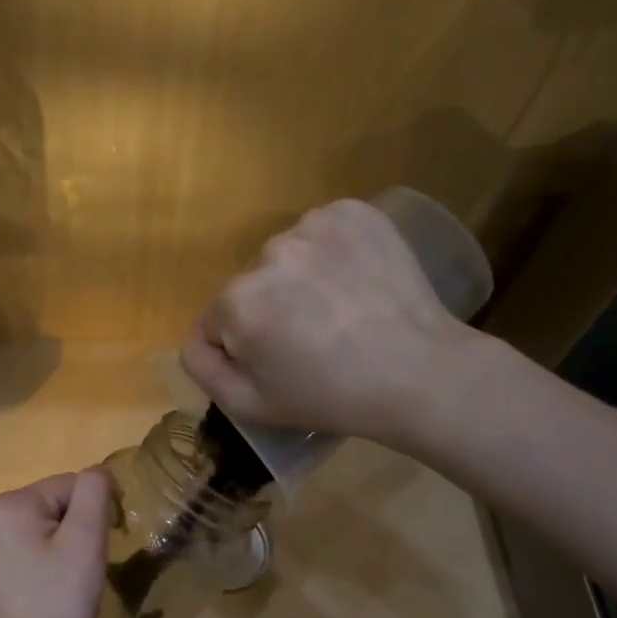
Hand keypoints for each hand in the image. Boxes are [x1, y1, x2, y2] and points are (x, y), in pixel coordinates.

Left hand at [0, 469, 112, 617]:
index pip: (69, 486)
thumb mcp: (87, 540)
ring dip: (53, 544)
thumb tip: (97, 474)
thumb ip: (94, 491)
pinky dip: (33, 562)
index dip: (93, 513)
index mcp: (9, 504)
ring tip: (61, 581)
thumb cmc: (60, 602)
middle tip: (81, 568)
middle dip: (71, 528)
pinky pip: (14, 550)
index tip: (100, 548)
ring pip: (32, 528)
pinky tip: (40, 590)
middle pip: (48, 505)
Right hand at [180, 198, 469, 445]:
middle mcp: (266, 252)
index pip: (218, 321)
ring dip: (302, 277)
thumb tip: (197, 337)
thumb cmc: (330, 397)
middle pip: (253, 284)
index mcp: (236, 301)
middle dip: (272, 308)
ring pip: (287, 256)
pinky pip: (323, 231)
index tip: (283, 362)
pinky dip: (333, 251)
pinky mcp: (353, 212)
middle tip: (315, 338)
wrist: (419, 372)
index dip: (245, 346)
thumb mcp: (250, 406)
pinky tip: (357, 281)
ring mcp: (312, 226)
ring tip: (341, 309)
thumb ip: (203, 368)